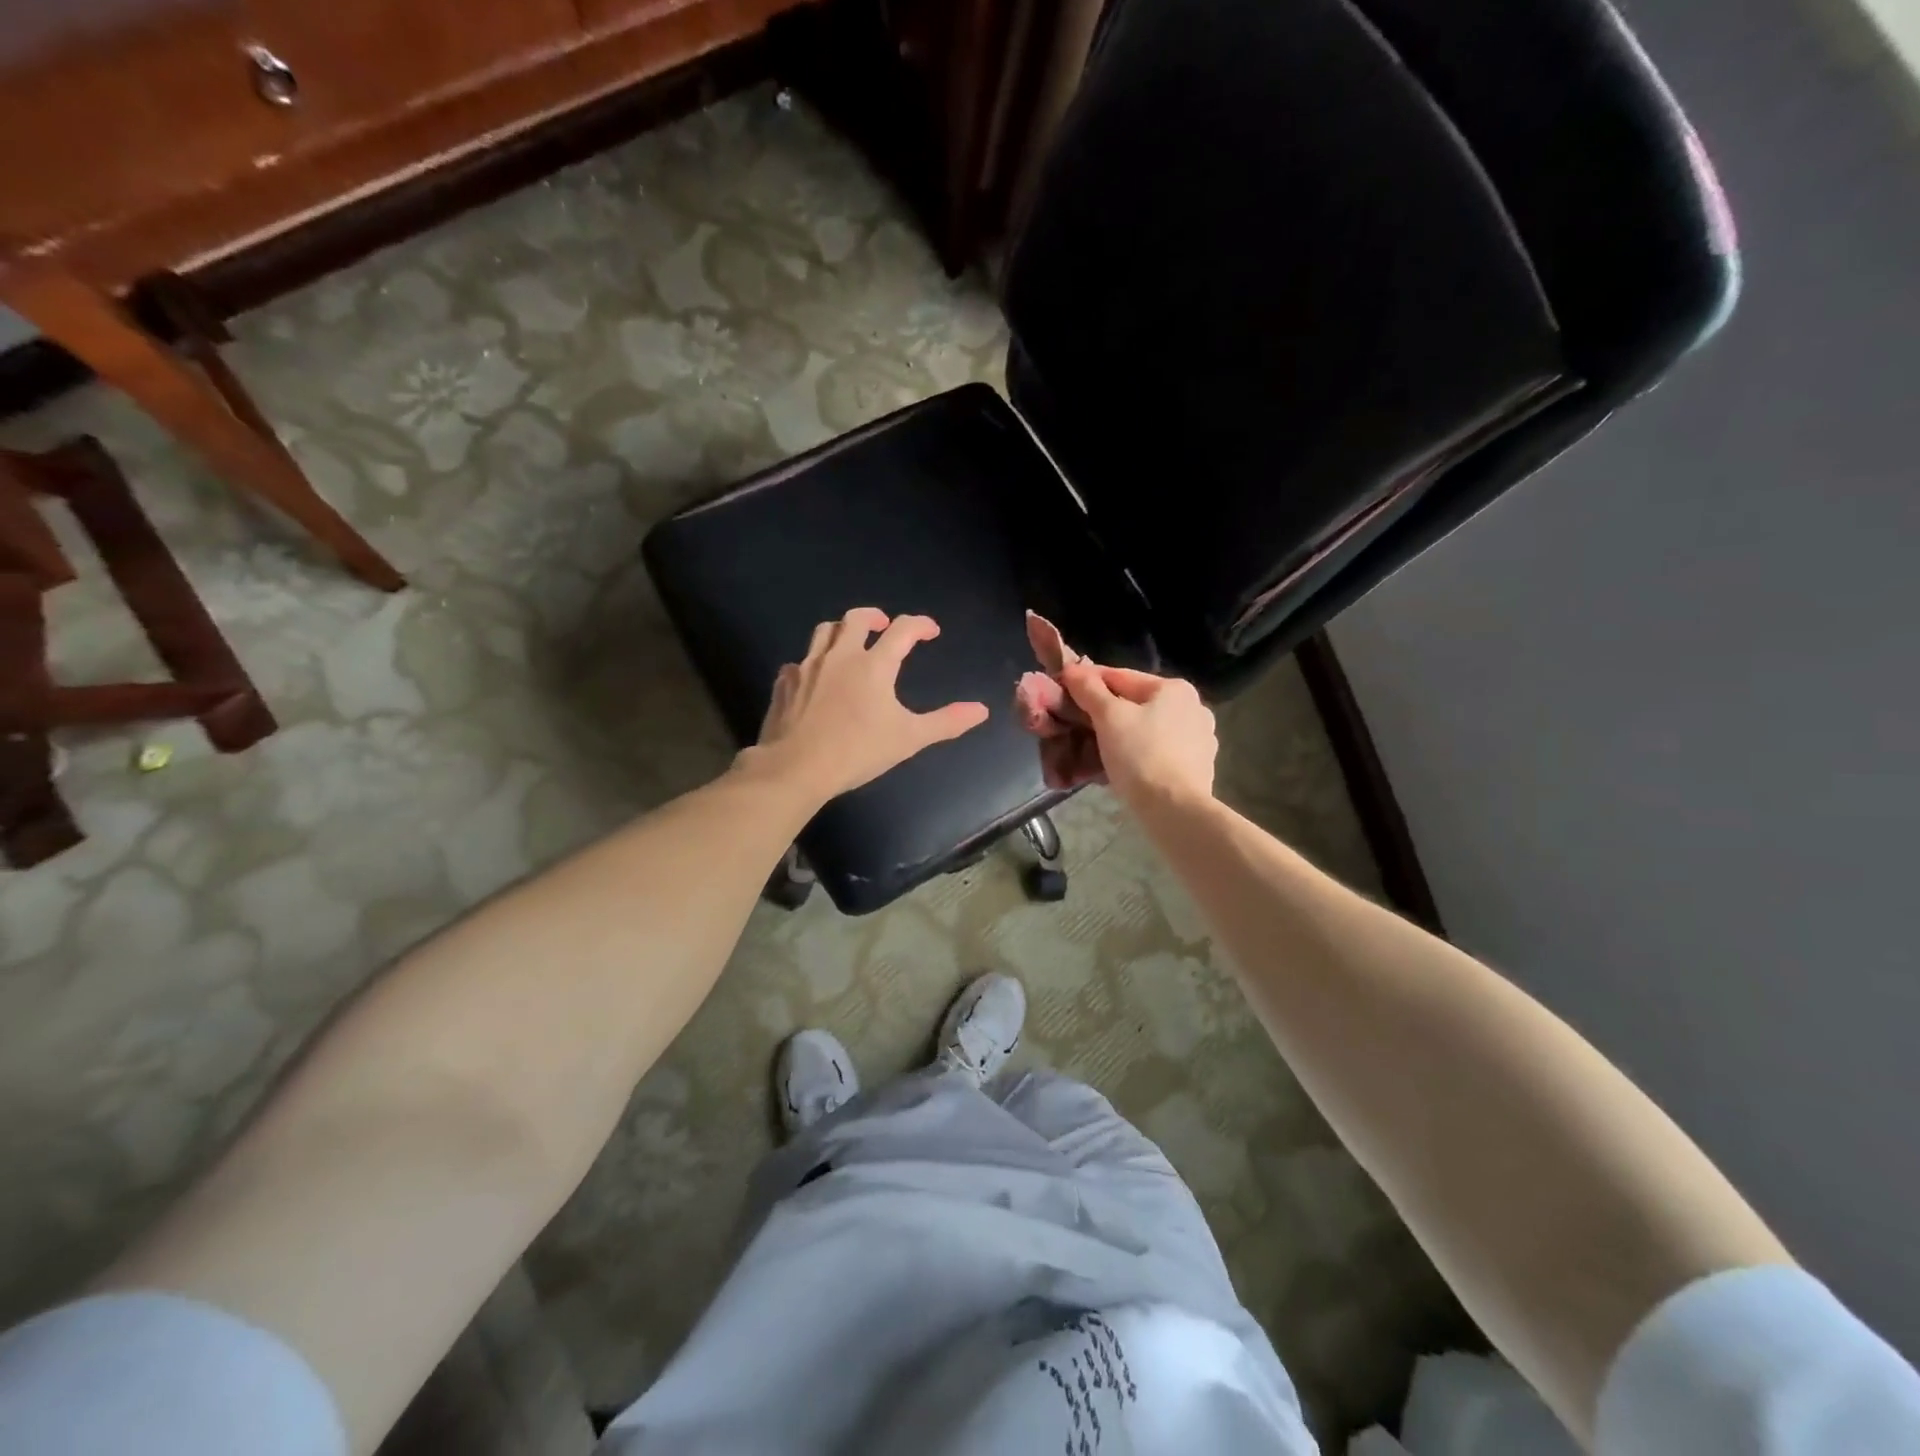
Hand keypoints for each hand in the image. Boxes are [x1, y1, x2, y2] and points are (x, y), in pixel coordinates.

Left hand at [744, 608, 989, 802]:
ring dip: (841, 630)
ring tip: (850, 642)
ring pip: (824, 631)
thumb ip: (946, 722)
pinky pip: (799, 662)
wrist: (795, 768)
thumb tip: (981, 710)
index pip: (902, 630)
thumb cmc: (857, 752)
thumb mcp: (909, 739)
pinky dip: (812, 662)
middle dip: (874, 616)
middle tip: (884, 625)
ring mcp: (808, 666)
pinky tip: (815, 678)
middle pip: (856, 618)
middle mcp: (840, 656)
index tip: (931, 631)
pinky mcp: (784, 683)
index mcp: (873, 665)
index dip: (920, 624)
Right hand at [1059, 661, 1216, 810]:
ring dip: (1122, 734)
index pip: (1120, 677)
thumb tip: (1072, 669)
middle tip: (1076, 723)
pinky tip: (1121, 766)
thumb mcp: (1109, 718)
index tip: (1064, 689)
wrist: (1175, 810)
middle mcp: (1193, 708)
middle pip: (1136, 704)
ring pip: (1147, 729)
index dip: (1088, 681)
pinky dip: (1138, 754)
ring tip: (1095, 747)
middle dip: (1105, 712)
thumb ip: (1089, 690)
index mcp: (1175, 688)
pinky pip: (1158, 752)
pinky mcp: (1197, 768)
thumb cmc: (1140, 755)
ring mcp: (1200, 739)